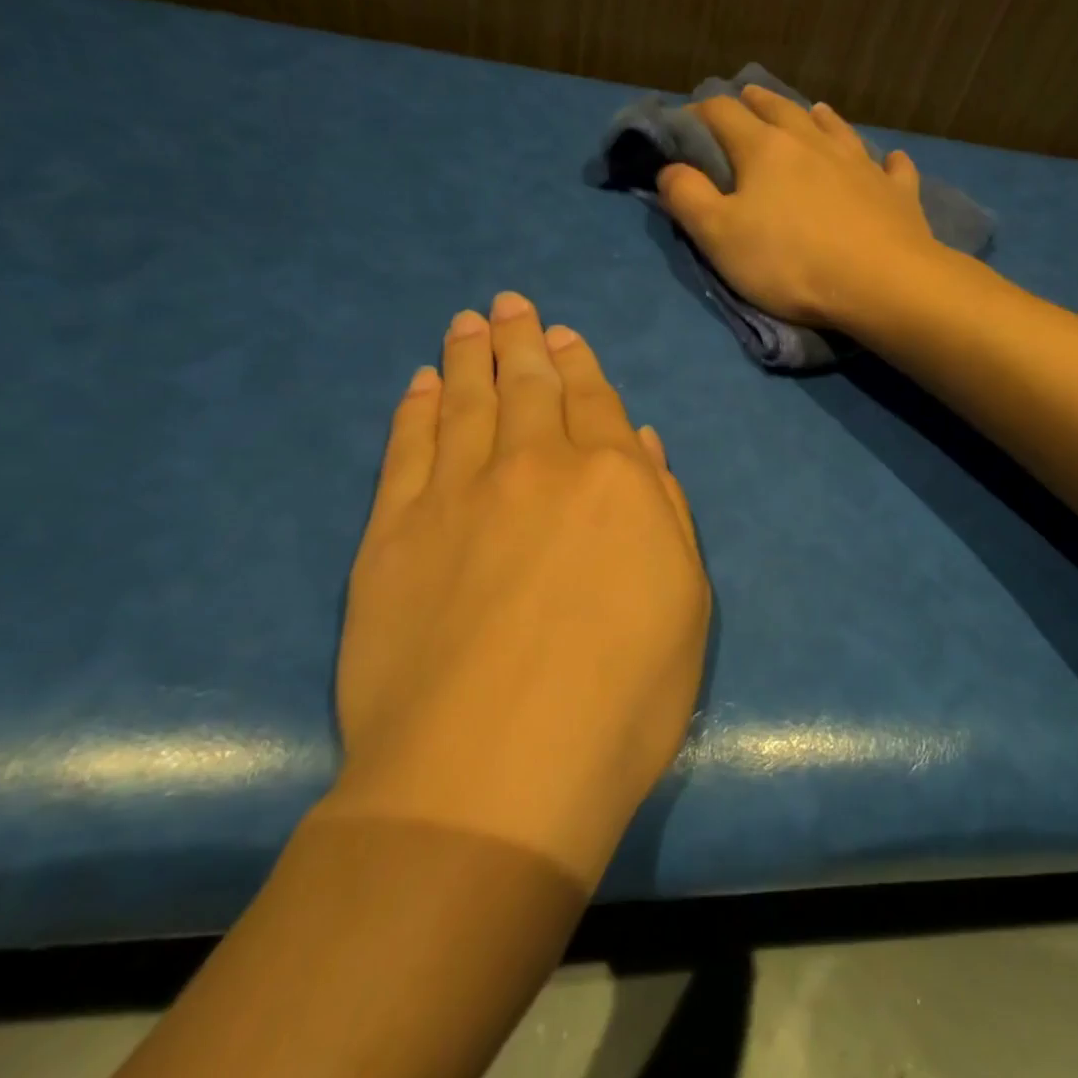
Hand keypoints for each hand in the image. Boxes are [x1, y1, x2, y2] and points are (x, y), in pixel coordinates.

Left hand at [331, 292, 709, 884]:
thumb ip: (664, 511)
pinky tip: (420, 385)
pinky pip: (406, 450)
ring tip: (468, 323)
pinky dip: (415, 410)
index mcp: (611, 479)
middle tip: (510, 304)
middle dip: (521, 340)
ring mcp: (456, 494)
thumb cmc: (619, 697)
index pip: (593, 401)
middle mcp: (533, 465)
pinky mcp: (393, 533)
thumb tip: (640, 445)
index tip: (563, 334)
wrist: (493, 773)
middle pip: (527, 385)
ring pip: (464, 402)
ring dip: (469, 357)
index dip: (579, 363)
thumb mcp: (684, 603)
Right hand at [656, 85, 940, 328]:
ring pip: (835, 128)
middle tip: (745, 98)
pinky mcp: (895, 191)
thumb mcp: (719, 236)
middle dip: (757, 102)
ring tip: (813, 111)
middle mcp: (812, 142)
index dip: (699, 113)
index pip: (723, 114)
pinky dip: (885, 161)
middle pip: (780, 110)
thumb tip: (668, 168)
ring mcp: (860, 163)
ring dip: (818, 118)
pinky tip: (889, 159)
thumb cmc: (790, 262)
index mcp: (764, 149)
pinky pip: (891, 167)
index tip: (686, 122)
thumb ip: (688, 197)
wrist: (881, 282)